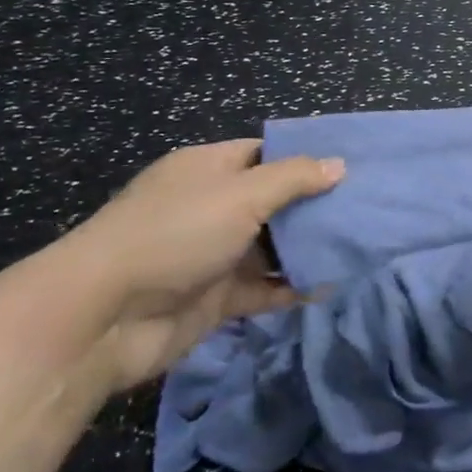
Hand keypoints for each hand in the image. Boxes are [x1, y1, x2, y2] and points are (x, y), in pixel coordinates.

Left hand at [65, 139, 343, 389]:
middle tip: (367, 210)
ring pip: (272, 247)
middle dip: (315, 207)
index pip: (264, 154)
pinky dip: (293, 288)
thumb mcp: (241, 194)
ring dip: (307, 250)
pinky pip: (264, 288)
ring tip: (360, 248)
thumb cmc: (175, 235)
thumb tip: (339, 165)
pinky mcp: (216, 297)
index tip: (351, 168)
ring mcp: (213, 254)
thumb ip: (293, 179)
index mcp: (208, 170)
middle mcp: (211, 207)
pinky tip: (331, 287)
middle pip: (274, 202)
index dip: (305, 159)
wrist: (103, 317)